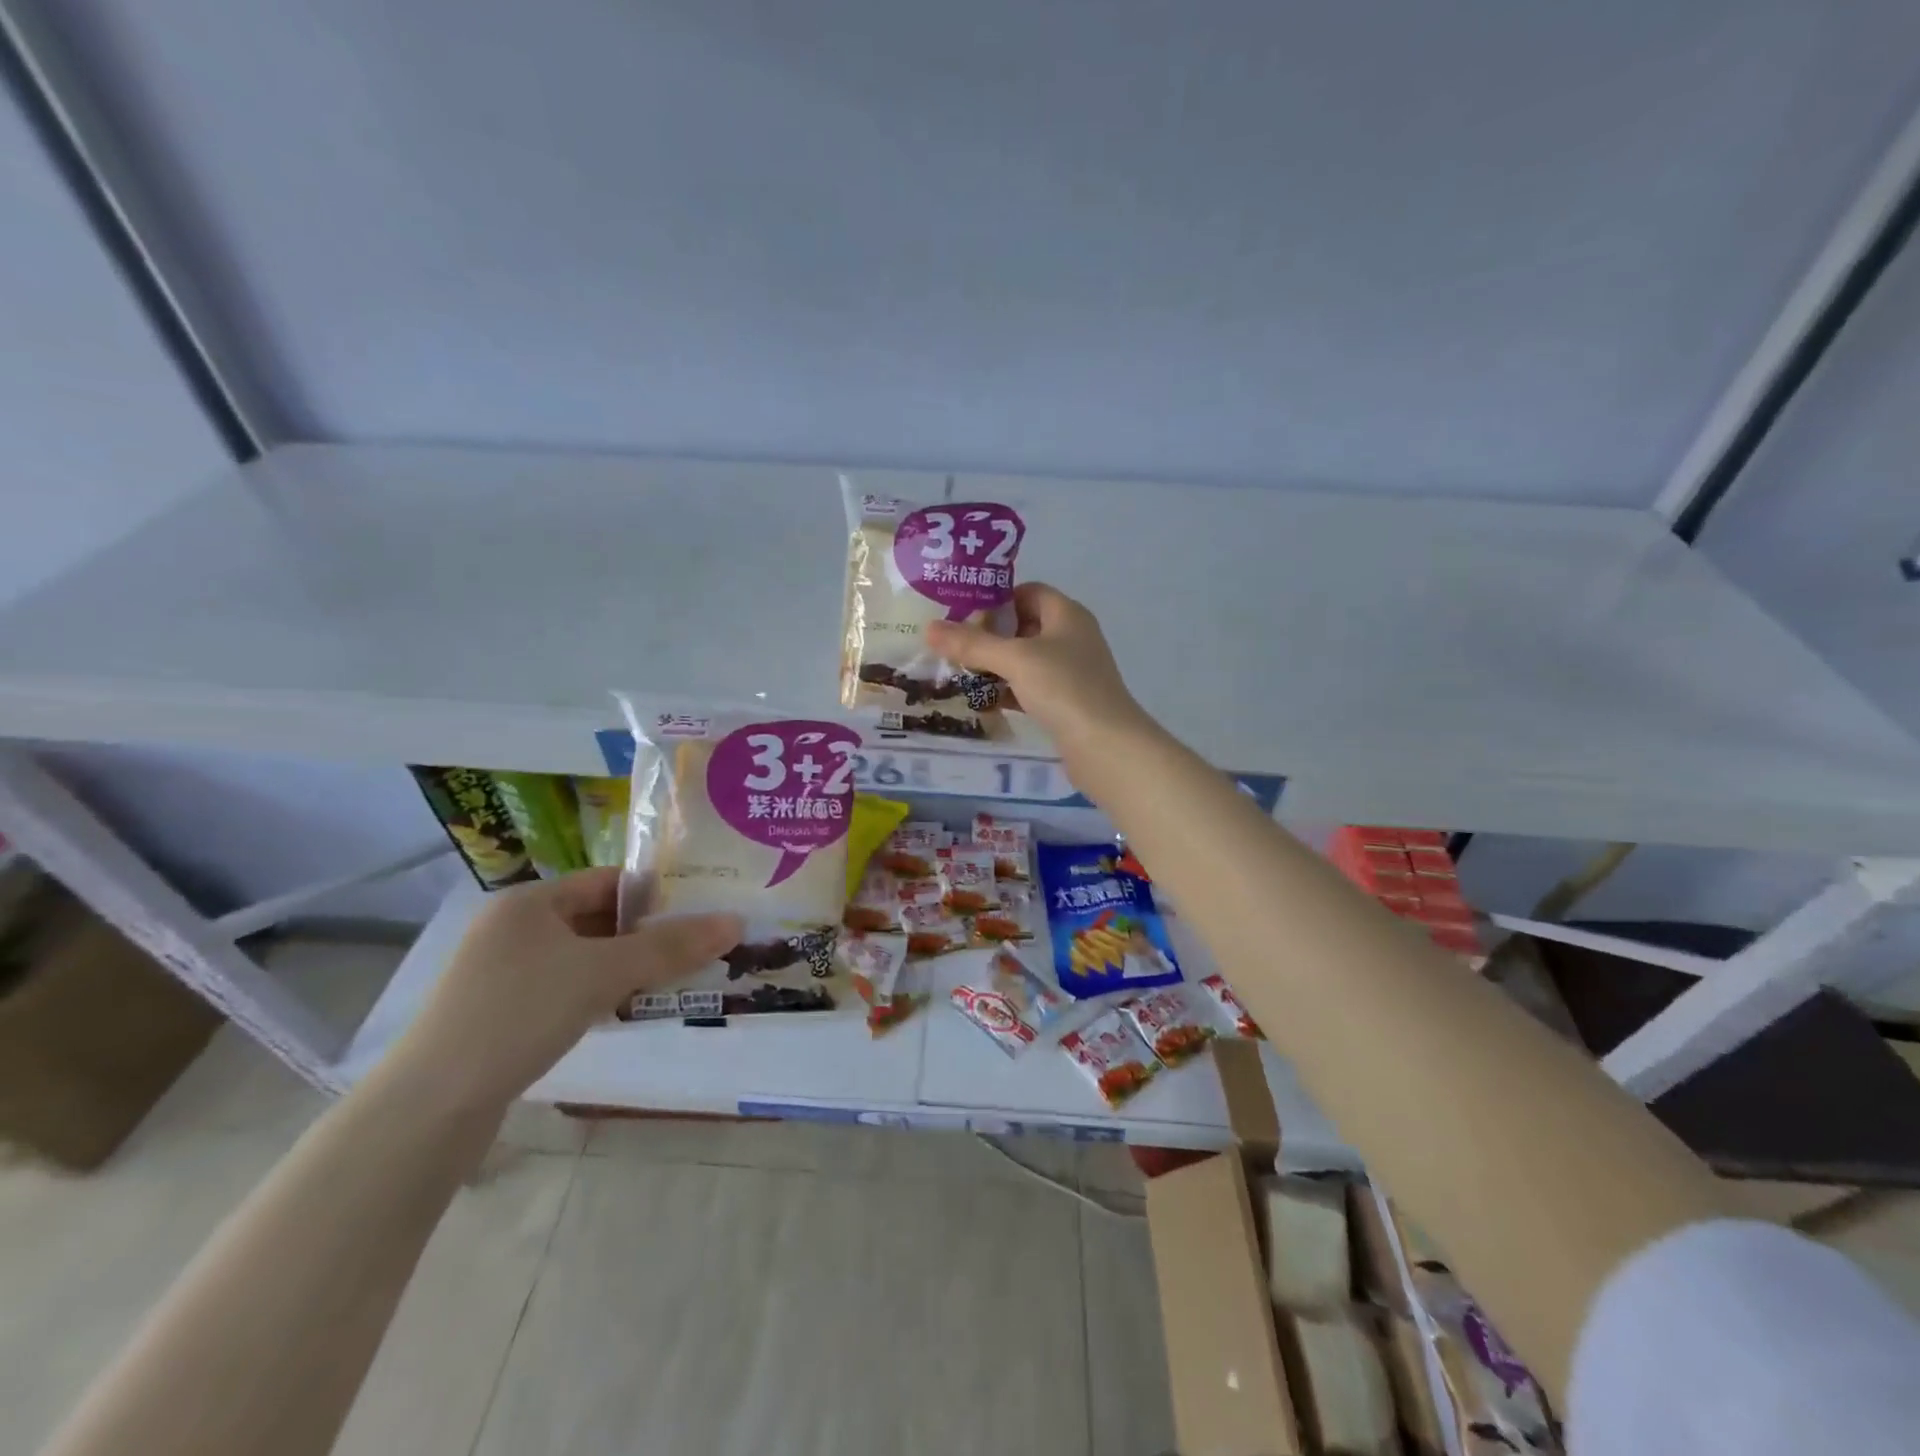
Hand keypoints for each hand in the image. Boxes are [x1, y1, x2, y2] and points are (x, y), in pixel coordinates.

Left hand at [395, 868, 741, 1109]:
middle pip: (599, 919)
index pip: (608, 881)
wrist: (429, 1109)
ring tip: (676, 978)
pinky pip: (567, 988)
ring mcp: (505, 973)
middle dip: (648, 933)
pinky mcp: (503, 1013)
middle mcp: (515, 929)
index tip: (701, 910)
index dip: (656, 893)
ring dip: (628, 966)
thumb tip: (736, 922)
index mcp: (530, 901)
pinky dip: (601, 993)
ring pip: (585, 957)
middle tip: (698, 946)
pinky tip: (628, 1010)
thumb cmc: (518, 1015)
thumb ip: (669, 947)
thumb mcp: (602, 974)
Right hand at [926, 582, 1151, 760]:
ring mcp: (1072, 672)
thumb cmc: (1063, 688)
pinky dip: (1009, 692)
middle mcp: (1072, 638)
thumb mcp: (1014, 660)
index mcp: (1067, 615)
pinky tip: (984, 703)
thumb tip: (929, 628)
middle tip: (955, 648)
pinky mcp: (1067, 703)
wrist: (1105, 746)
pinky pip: (1031, 689)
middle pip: (1024, 626)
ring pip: (1026, 661)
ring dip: (996, 667)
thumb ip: (972, 644)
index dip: (997, 600)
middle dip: (990, 637)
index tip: (963, 616)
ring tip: (960, 675)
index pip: (1028, 592)